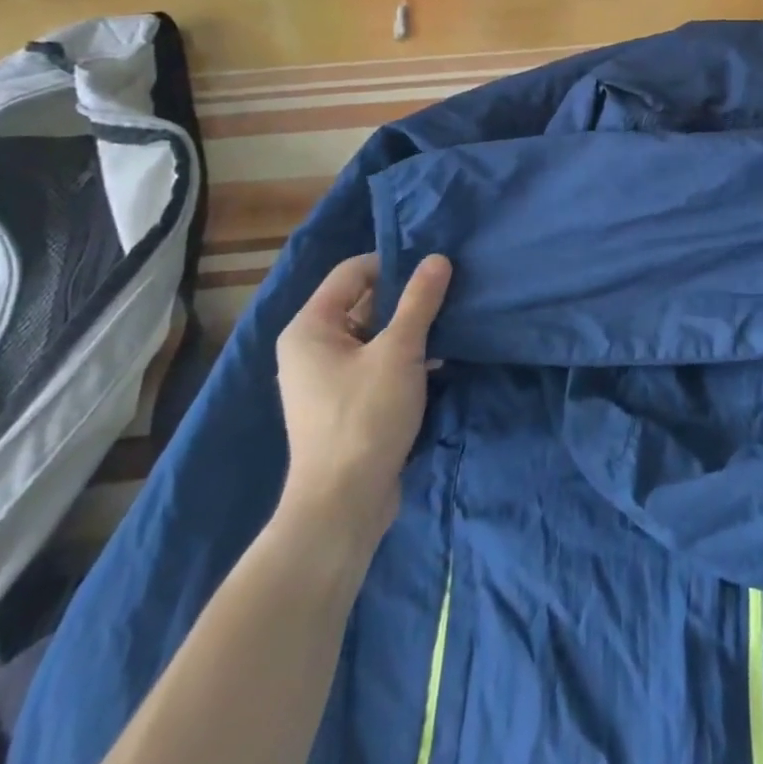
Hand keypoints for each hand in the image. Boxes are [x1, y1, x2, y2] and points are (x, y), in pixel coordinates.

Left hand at [273, 253, 450, 526]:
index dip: (394, 263)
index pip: (353, 272)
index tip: (435, 269)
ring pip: (374, 334)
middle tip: (450, 293)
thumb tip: (438, 258)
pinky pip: (375, 362)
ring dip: (410, 329)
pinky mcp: (344, 403)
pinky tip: (440, 360)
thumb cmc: (365, 417)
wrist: (343, 505)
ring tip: (451, 323)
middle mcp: (311, 347)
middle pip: (364, 302)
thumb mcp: (400, 351)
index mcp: (310, 327)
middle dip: (407, 298)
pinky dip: (403, 357)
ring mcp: (326, 378)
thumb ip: (420, 301)